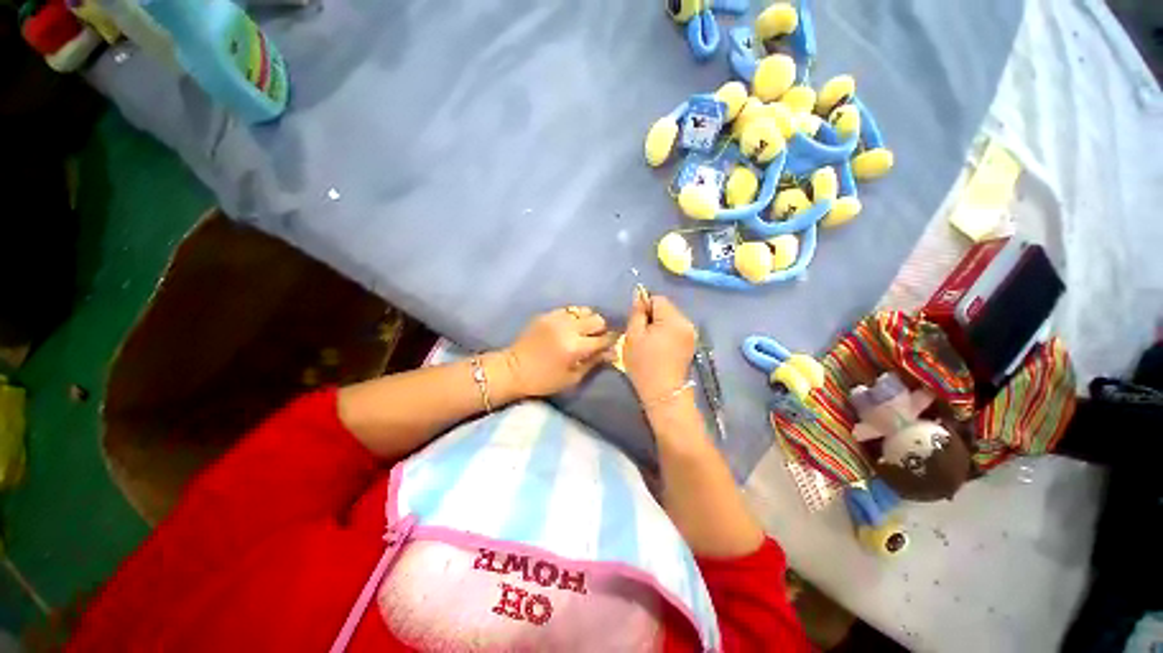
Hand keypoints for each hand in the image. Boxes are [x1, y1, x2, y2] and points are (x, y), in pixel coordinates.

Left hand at [503, 307, 616, 396]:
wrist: (513, 369)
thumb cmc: (544, 380)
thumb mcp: (572, 377)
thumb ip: (594, 362)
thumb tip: (613, 352)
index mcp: (575, 347)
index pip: (604, 338)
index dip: (612, 341)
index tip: (612, 345)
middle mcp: (568, 328)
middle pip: (597, 319)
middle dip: (601, 329)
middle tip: (595, 340)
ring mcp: (556, 318)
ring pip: (584, 310)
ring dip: (588, 321)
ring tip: (582, 332)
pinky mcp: (547, 314)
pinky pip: (569, 310)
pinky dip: (574, 317)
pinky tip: (569, 327)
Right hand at [624, 292, 697, 407]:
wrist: (663, 393)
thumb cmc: (644, 364)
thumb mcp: (633, 336)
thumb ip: (637, 312)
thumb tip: (639, 294)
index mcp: (673, 319)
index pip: (657, 299)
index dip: (644, 308)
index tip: (636, 325)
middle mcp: (687, 323)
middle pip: (665, 309)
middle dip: (652, 317)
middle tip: (641, 336)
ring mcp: (691, 334)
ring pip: (670, 319)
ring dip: (659, 326)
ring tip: (649, 344)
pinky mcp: (691, 344)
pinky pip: (676, 330)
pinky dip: (666, 334)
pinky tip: (659, 349)